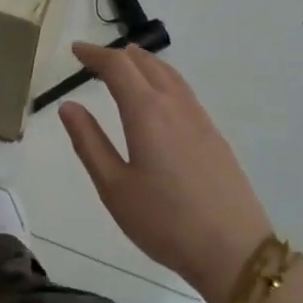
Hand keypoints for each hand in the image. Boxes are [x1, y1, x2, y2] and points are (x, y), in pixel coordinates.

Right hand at [59, 43, 272, 302]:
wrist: (234, 251)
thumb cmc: (164, 222)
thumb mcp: (114, 187)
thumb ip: (89, 142)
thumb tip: (68, 106)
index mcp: (146, 112)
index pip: (118, 67)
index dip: (95, 54)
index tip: (76, 50)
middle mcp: (175, 105)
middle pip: (145, 63)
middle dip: (117, 55)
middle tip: (93, 60)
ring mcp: (199, 118)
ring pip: (169, 74)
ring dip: (143, 63)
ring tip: (125, 65)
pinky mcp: (214, 135)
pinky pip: (183, 91)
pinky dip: (162, 79)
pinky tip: (158, 97)